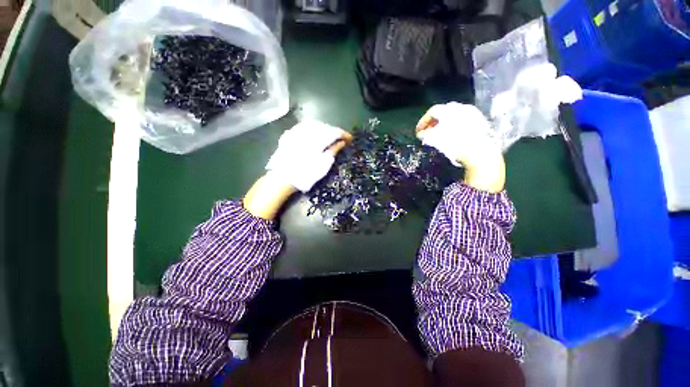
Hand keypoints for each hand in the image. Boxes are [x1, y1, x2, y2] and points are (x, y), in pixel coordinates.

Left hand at [244, 121, 350, 219]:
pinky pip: (305, 127)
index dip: (344, 135)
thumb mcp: (324, 163)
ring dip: (324, 130)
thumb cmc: (307, 173)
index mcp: (318, 138)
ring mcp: (297, 131)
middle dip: (334, 132)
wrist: (283, 177)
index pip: (335, 132)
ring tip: (329, 137)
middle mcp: (308, 131)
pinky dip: (313, 130)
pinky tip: (315, 136)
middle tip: (341, 139)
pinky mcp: (290, 135)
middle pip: (325, 127)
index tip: (350, 139)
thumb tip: (342, 142)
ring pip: (315, 125)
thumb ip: (334, 150)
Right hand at [416, 102, 505, 192]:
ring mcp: (472, 113)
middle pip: (443, 112)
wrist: (480, 152)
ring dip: (443, 125)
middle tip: (427, 133)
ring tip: (438, 136)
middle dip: (433, 123)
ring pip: (453, 117)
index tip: (418, 132)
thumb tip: (421, 133)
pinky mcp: (480, 122)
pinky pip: (462, 121)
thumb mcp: (434, 139)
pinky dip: (454, 127)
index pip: (432, 112)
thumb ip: (425, 134)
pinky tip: (452, 137)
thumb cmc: (454, 144)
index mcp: (449, 110)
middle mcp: (461, 107)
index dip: (422, 121)